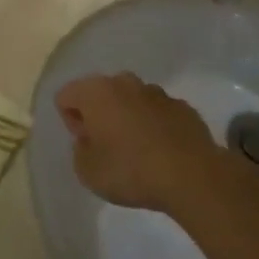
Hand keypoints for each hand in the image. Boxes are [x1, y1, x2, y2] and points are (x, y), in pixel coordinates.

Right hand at [56, 73, 229, 214]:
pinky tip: (162, 153)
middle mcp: (124, 82)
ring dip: (127, 118)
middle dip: (99, 115)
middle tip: (107, 148)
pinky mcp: (182, 106)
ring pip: (130, 100)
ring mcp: (156, 92)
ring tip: (137, 152)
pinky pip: (157, 112)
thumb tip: (90, 140)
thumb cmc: (131, 170)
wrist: (192, 176)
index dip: (71, 122)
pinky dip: (154, 126)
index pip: (66, 96)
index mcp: (95, 91)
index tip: (87, 145)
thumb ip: (80, 150)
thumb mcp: (87, 172)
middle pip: (99, 93)